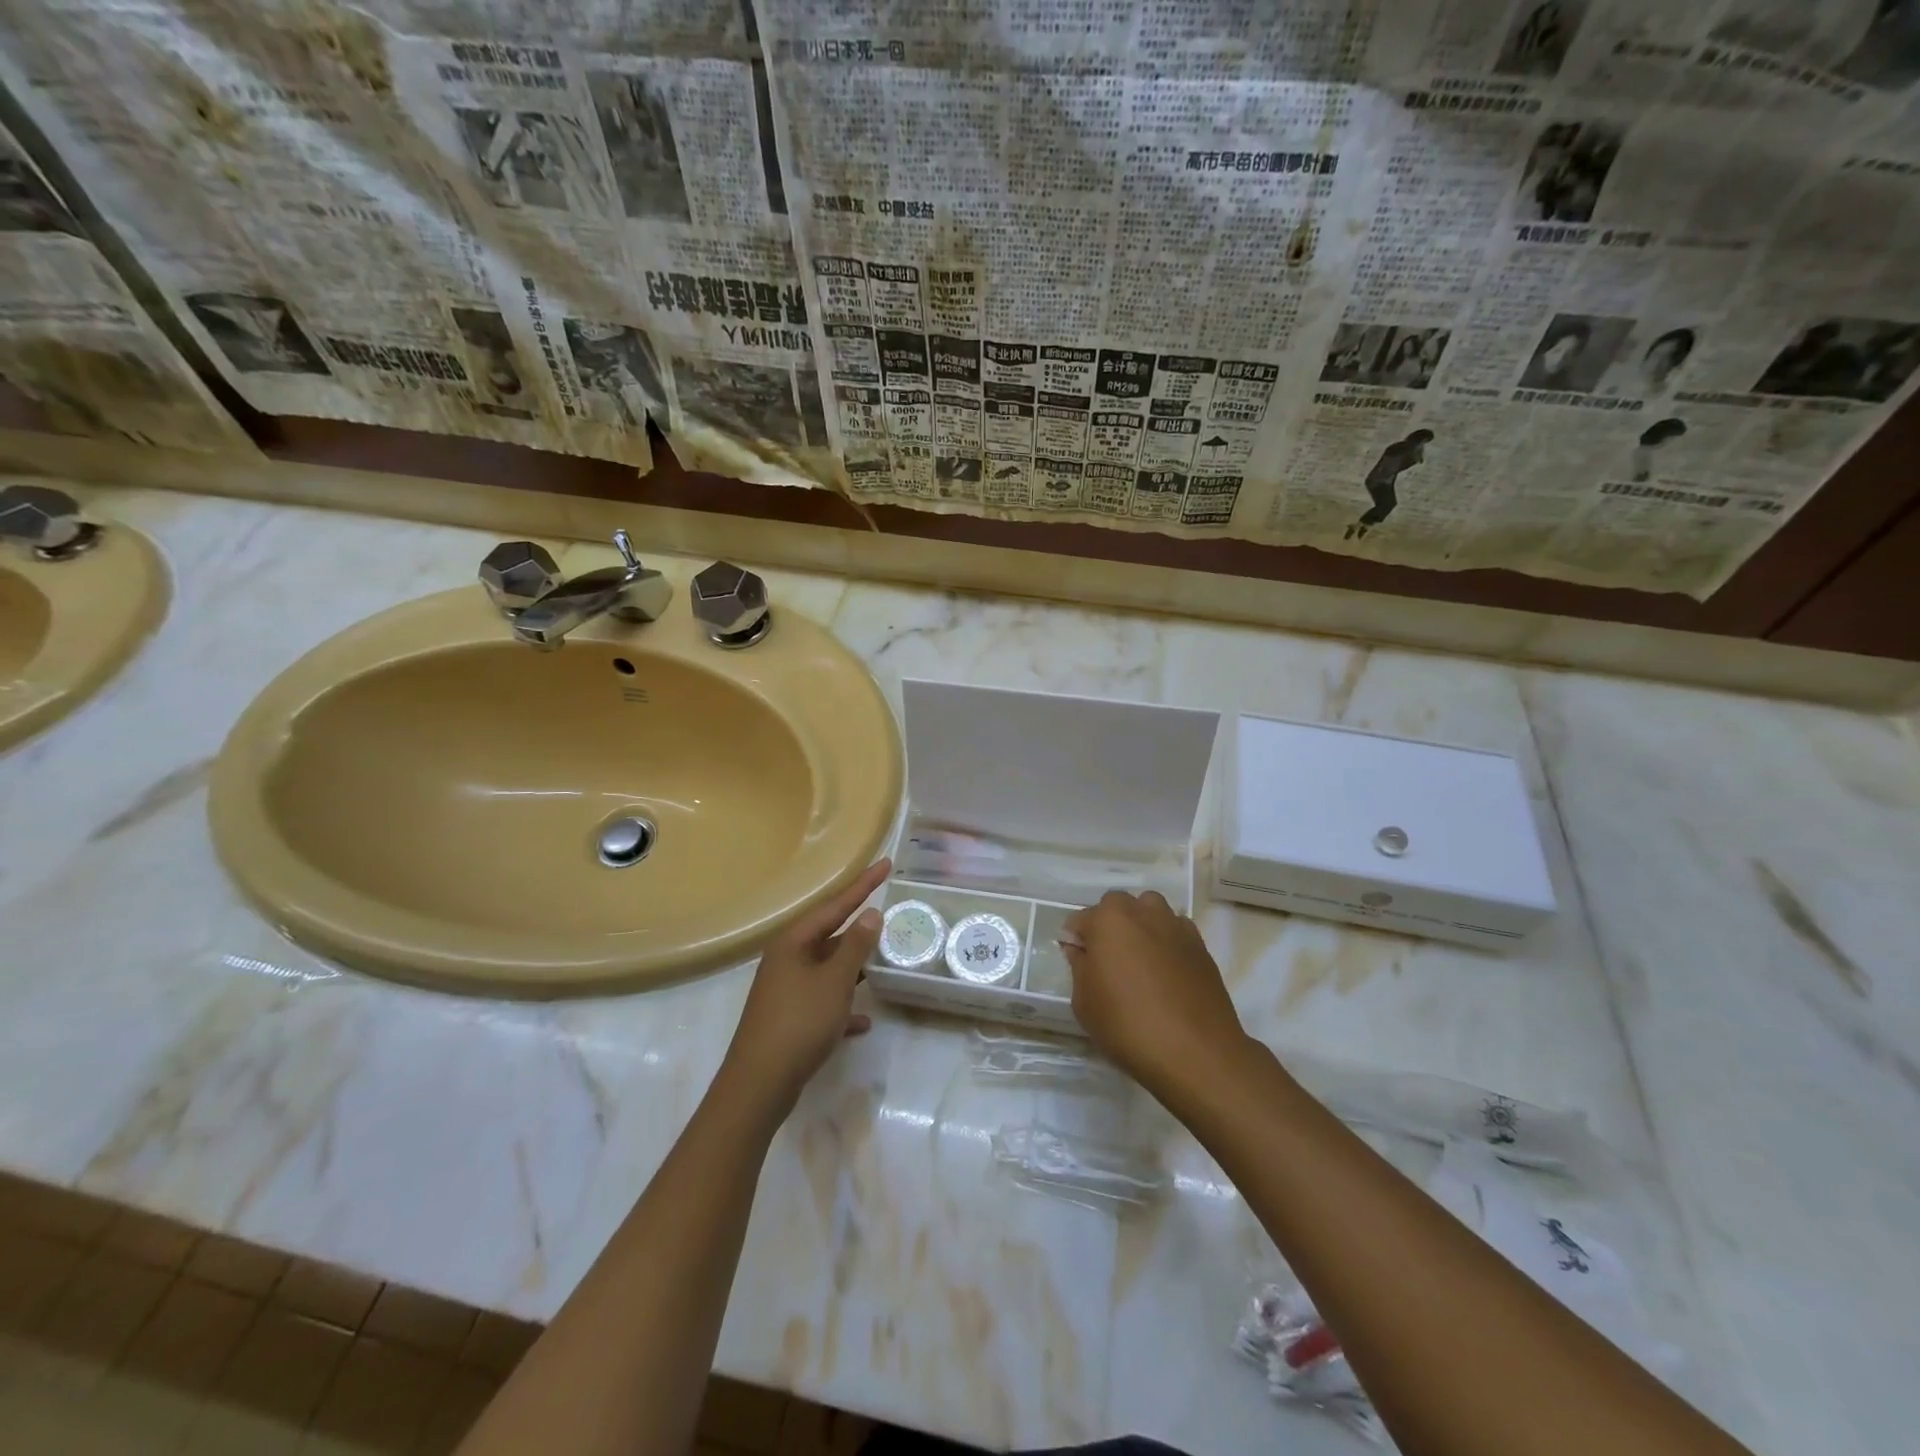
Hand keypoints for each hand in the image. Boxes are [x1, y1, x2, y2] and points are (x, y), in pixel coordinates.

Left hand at [723, 859, 888, 1109]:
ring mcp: (786, 989)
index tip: (887, 863)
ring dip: (854, 966)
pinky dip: (842, 1006)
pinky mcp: (789, 1018)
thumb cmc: (799, 1023)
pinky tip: (863, 1020)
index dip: (863, 884)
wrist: (759, 1085)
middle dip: (859, 927)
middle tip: (889, 913)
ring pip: (827, 968)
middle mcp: (787, 959)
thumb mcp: (834, 981)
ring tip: (884, 960)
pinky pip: (822, 1002)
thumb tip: (870, 914)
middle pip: (829, 934)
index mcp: (794, 942)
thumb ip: (855, 946)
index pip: (836, 904)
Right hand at [1062, 890, 1249, 1096]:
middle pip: (1118, 907)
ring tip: (1138, 961)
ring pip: (1151, 912)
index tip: (1077, 961)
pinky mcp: (1201, 947)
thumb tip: (1081, 950)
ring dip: (1140, 926)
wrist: (1195, 1052)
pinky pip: (1176, 932)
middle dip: (1108, 926)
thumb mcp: (1085, 1003)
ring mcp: (1176, 927)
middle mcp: (1143, 912)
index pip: (1081, 919)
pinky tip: (1165, 972)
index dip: (1076, 940)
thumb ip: (1079, 967)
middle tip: (1107, 961)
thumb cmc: (1127, 1025)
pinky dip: (1166, 942)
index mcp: (1109, 919)